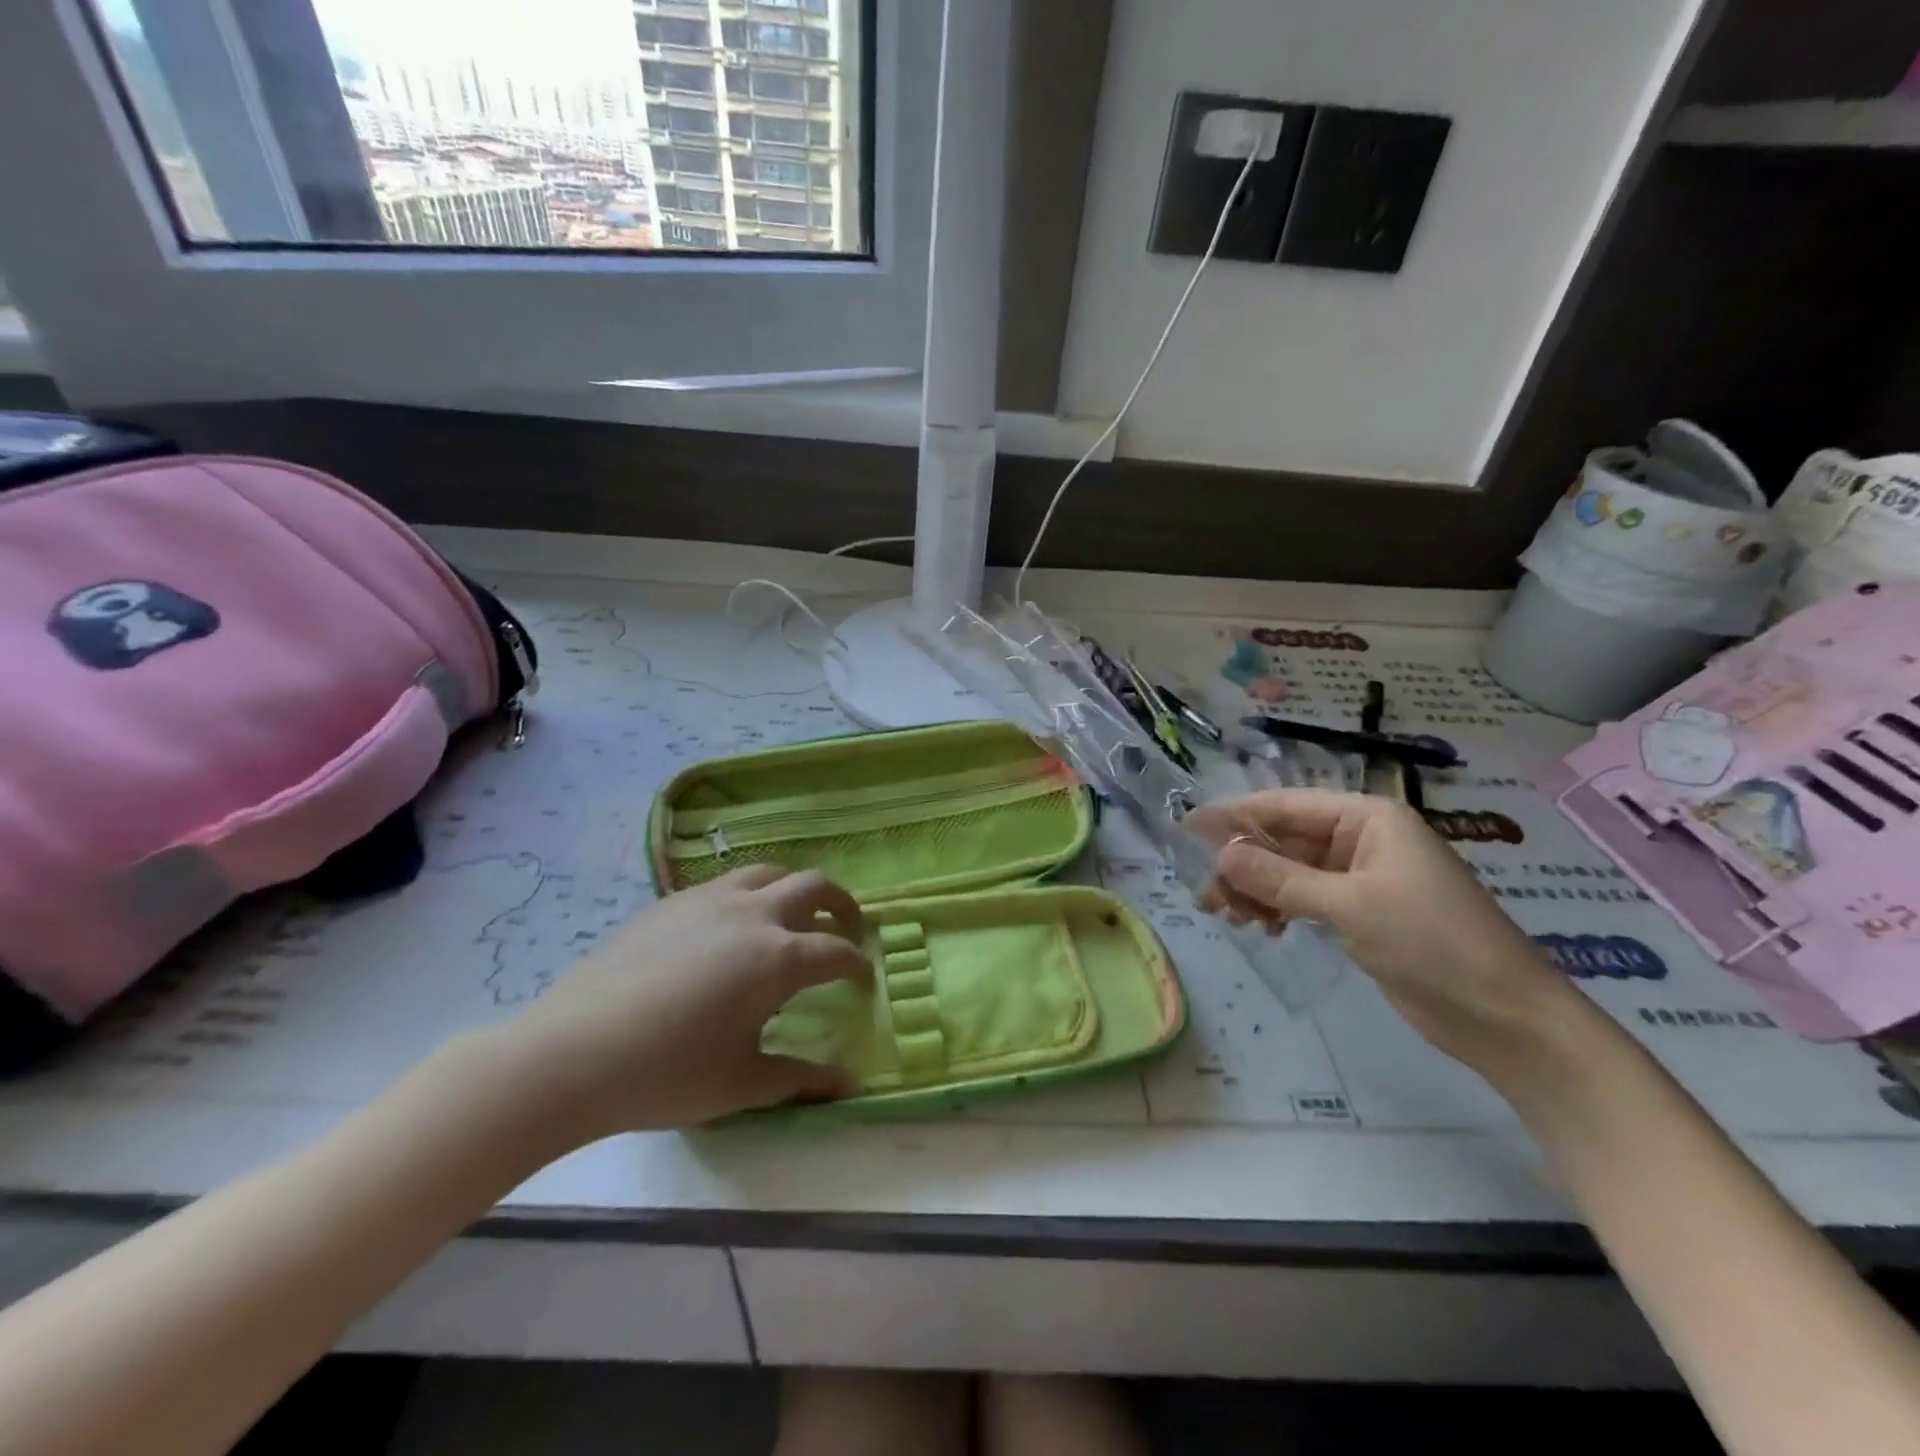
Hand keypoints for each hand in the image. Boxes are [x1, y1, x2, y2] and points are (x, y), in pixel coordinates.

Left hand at [500, 865, 869, 1142]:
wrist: (571, 1054)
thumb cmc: (666, 1074)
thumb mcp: (742, 1084)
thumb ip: (803, 1079)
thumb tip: (850, 1084)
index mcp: (778, 958)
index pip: (836, 950)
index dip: (857, 963)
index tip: (863, 976)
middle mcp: (752, 914)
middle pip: (813, 885)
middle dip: (840, 903)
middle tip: (846, 926)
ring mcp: (708, 900)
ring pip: (767, 872)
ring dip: (792, 889)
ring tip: (791, 916)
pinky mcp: (670, 901)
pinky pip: (723, 884)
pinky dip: (746, 896)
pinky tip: (728, 930)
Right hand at [1192, 789, 1580, 1070]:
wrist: (1505, 1017)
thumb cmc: (1432, 943)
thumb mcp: (1350, 905)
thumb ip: (1280, 878)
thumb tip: (1219, 855)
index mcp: (1366, 818)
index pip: (1285, 805)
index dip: (1234, 816)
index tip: (1186, 828)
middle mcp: (1361, 839)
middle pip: (1283, 839)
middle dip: (1242, 863)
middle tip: (1207, 895)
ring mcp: (1361, 877)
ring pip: (1289, 871)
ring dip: (1256, 889)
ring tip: (1230, 917)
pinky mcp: (1361, 912)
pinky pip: (1304, 897)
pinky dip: (1279, 908)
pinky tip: (1263, 928)